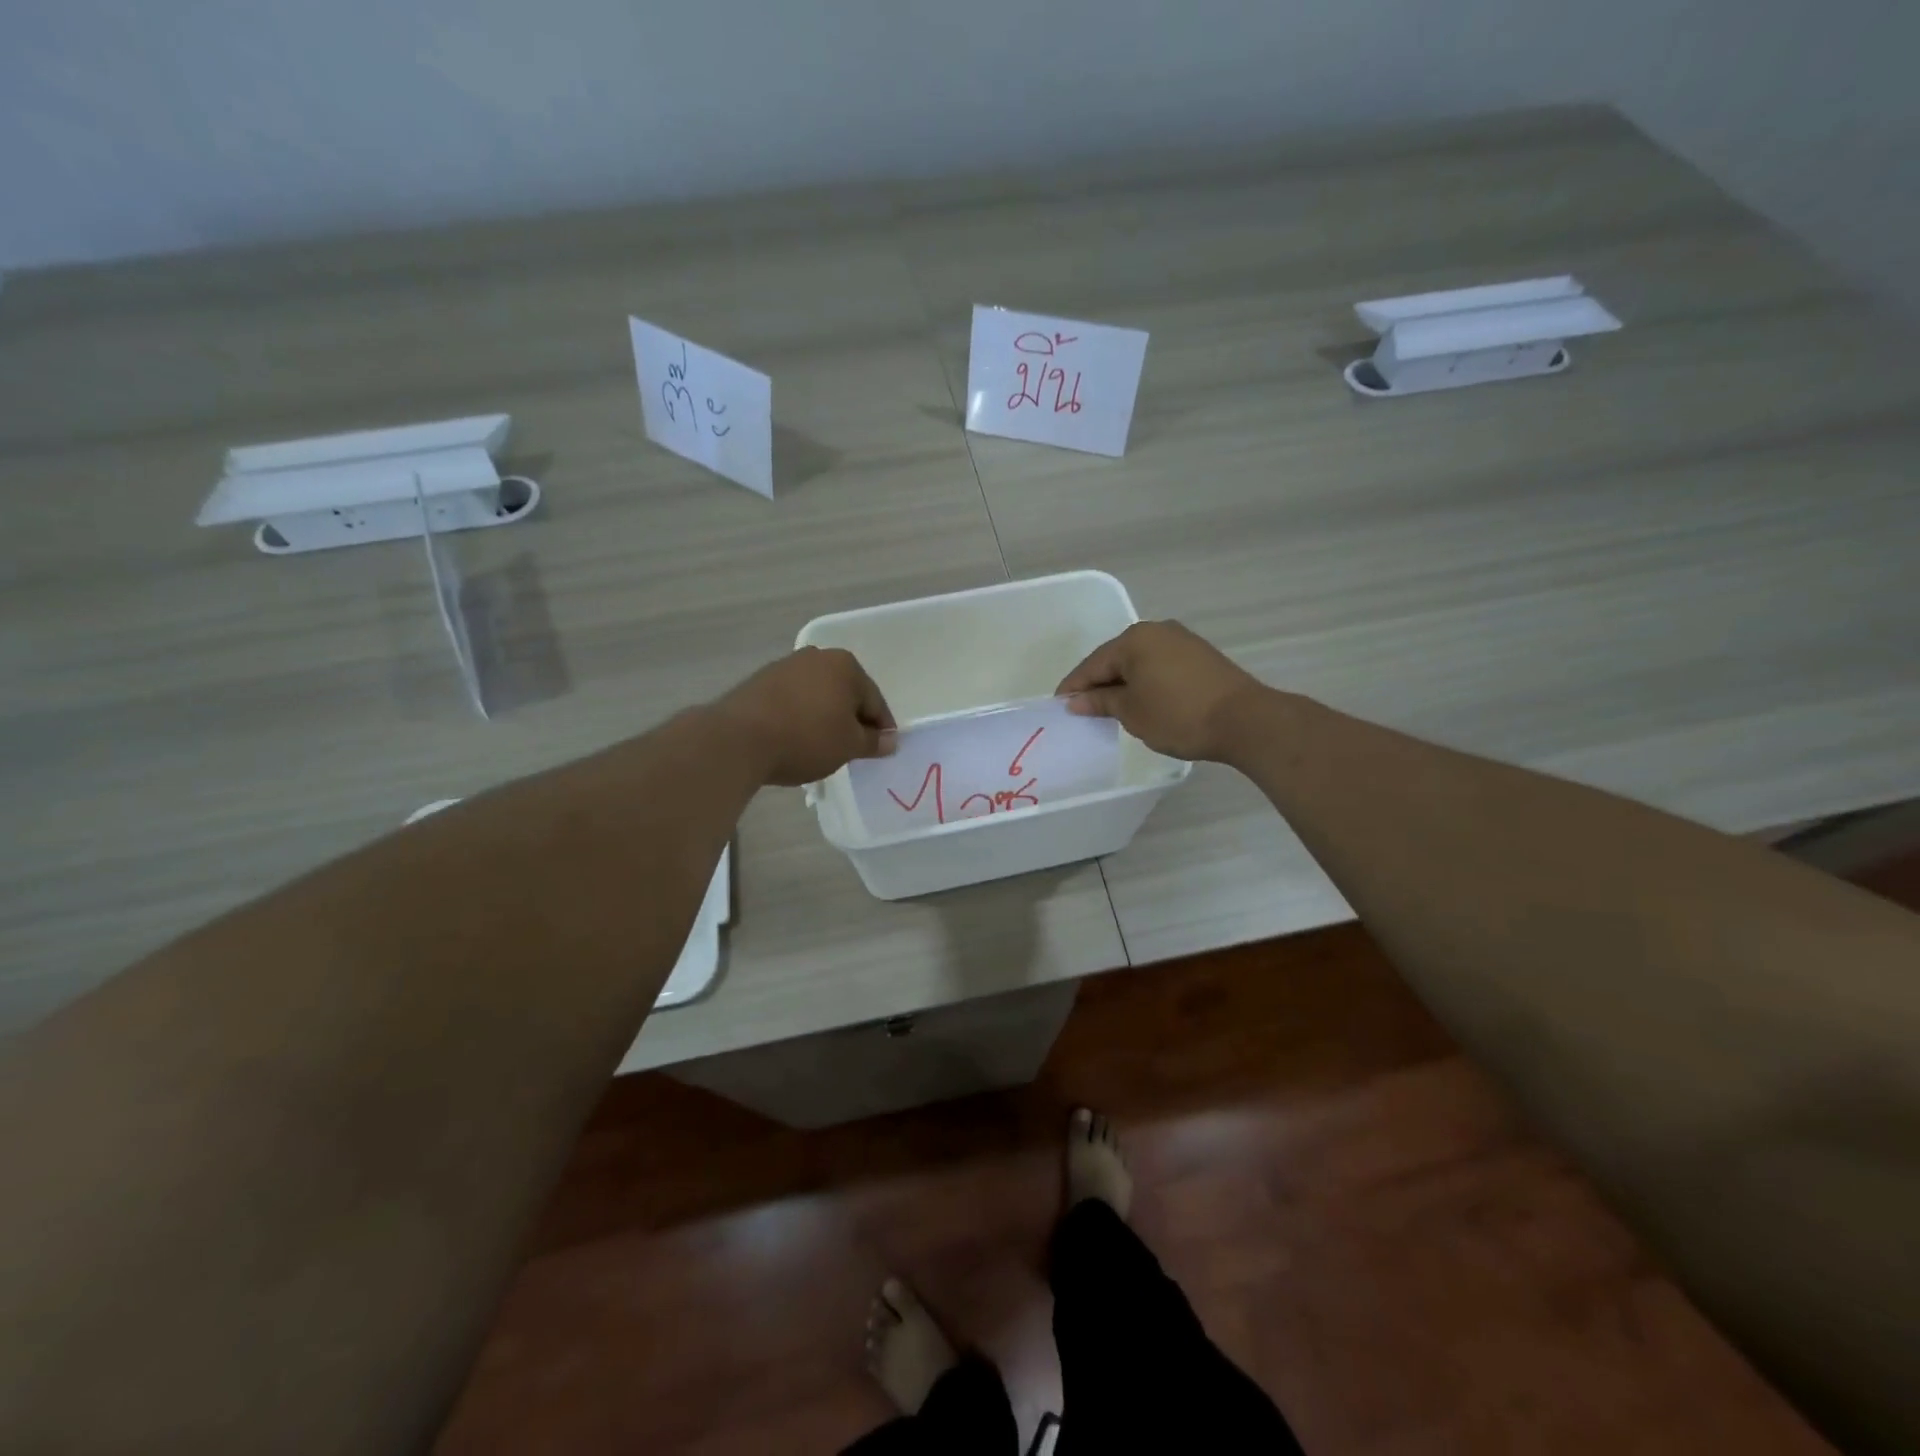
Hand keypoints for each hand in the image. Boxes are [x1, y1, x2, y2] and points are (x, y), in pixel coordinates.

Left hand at [713, 647, 895, 786]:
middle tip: (852, 748)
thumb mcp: (848, 746)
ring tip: (822, 746)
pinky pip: (792, 700)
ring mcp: (785, 666)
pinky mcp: (760, 681)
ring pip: (818, 695)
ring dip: (824, 716)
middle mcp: (817, 657)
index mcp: (846, 666)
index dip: (881, 728)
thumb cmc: (806, 738)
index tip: (881, 749)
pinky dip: (800, 716)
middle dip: (851, 719)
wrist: (739, 739)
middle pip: (845, 693)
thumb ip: (873, 741)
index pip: (874, 700)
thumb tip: (890, 740)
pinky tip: (795, 738)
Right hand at [1055, 621, 1269, 762]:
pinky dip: (1146, 682)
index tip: (1059, 706)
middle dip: (1099, 683)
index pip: (1093, 664)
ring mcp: (1181, 641)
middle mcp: (1156, 631)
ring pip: (1140, 662)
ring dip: (1124, 683)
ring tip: (1112, 708)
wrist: (1244, 720)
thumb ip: (1101, 702)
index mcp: (1134, 639)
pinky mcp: (1200, 655)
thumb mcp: (1131, 712)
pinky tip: (1143, 700)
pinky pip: (1160, 665)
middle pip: (1116, 659)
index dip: (1074, 687)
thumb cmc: (1178, 715)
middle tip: (1083, 709)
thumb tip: (1076, 701)